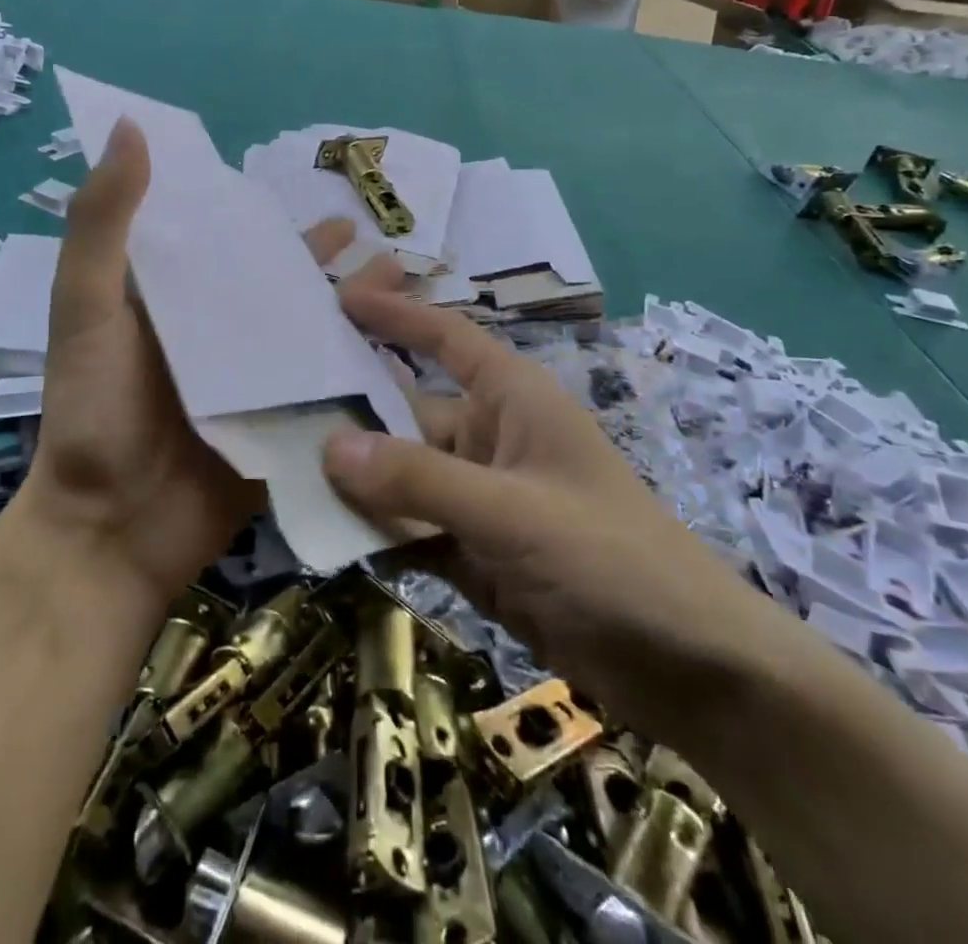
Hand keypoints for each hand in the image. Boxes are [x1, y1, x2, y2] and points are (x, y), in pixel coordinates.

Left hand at [21, 118, 361, 608]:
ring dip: (355, 311)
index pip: (227, 244)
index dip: (266, 219)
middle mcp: (218, 335)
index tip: (312, 195)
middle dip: (329, 266)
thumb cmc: (94, 412)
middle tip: (380, 243)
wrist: (110, 531)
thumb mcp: (87, 308)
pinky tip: (405, 356)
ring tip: (405, 285)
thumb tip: (130, 127)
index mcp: (176, 301)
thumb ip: (104, 224)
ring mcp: (253, 384)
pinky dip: (362, 372)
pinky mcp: (279, 429)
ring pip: (312, 335)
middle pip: (282, 288)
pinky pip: (326, 392)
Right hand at [322, 286, 785, 743]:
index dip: (396, 314)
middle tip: (275, 408)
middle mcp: (490, 439)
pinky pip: (411, 531)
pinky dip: (376, 536)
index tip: (338, 297)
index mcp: (513, 400)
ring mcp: (481, 500)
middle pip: (406, 416)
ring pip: (402, 480)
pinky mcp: (476, 554)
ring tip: (280, 474)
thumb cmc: (613, 559)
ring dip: (354, 484)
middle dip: (349, 417)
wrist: (691, 670)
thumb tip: (329, 447)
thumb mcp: (513, 513)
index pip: (447, 338)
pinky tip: (326, 540)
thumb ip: (420, 481)